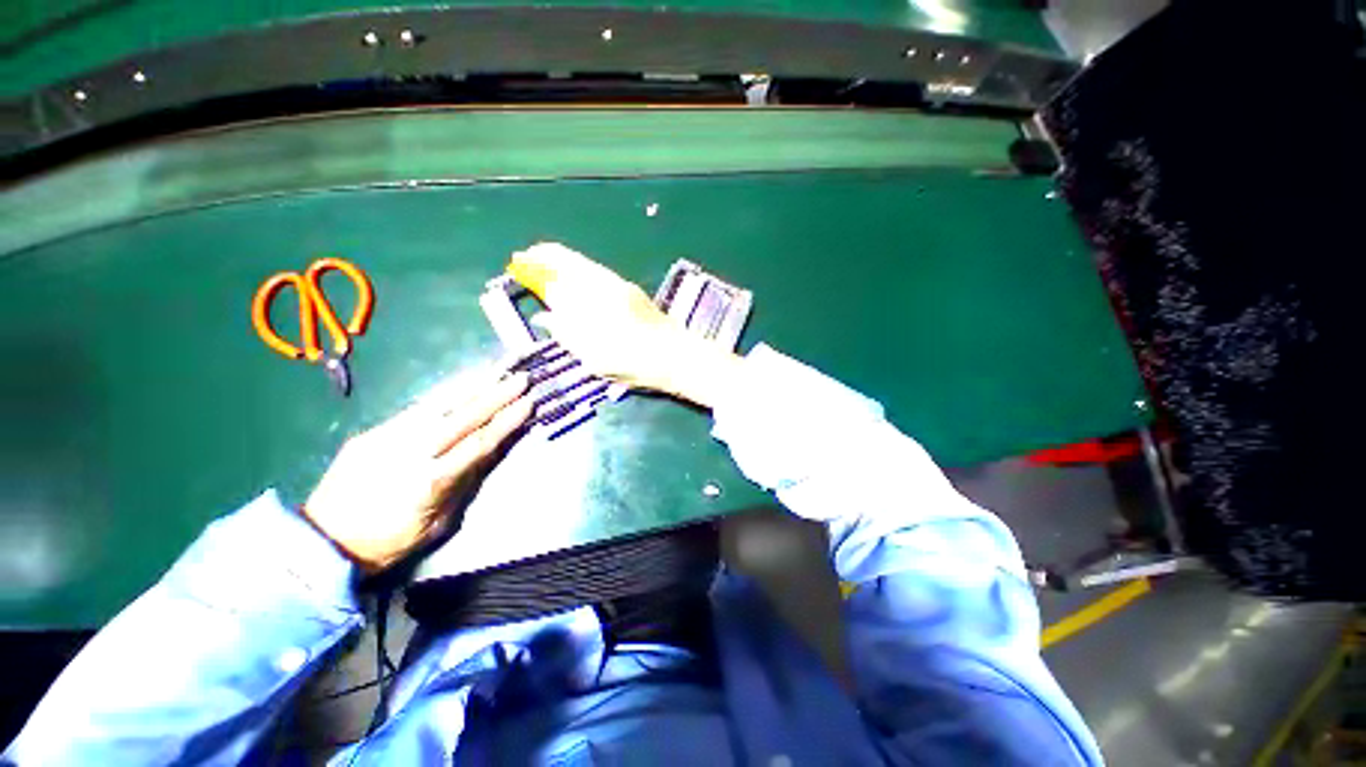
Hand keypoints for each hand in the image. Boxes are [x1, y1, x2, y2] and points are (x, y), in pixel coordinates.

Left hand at [303, 369, 532, 571]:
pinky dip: (445, 395)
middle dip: (497, 395)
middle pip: (464, 417)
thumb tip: (488, 454)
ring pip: (440, 405)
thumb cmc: (389, 541)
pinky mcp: (374, 432)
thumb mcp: (438, 524)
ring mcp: (390, 438)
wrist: (322, 540)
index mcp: (432, 481)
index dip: (507, 421)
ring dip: (473, 387)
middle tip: (521, 378)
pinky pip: (417, 409)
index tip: (529, 403)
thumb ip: (464, 484)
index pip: (480, 443)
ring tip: (497, 372)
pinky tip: (462, 386)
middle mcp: (412, 452)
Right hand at [507, 242, 742, 407]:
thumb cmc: (633, 361)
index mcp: (591, 300)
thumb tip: (546, 317)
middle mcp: (603, 285)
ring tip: (546, 265)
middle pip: (570, 261)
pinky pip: (597, 272)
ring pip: (584, 264)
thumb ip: (567, 333)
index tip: (517, 265)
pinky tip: (574, 278)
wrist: (674, 355)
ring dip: (562, 261)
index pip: (555, 275)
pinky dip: (579, 270)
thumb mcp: (593, 356)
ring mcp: (619, 285)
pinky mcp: (630, 290)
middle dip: (545, 256)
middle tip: (527, 258)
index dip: (534, 269)